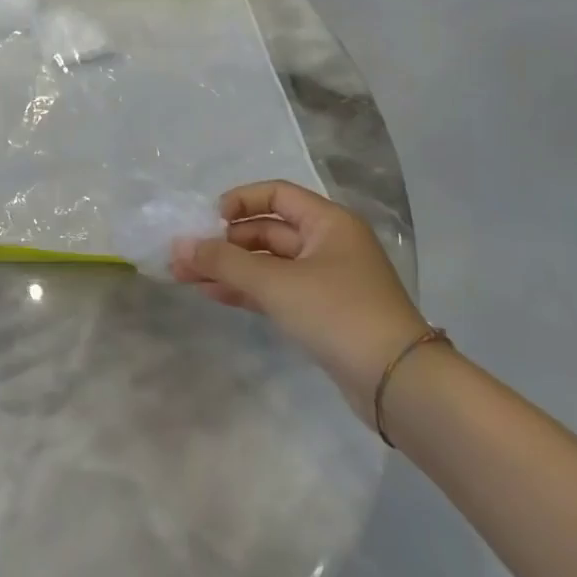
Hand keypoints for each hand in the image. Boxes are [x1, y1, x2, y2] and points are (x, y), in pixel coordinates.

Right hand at [172, 180, 425, 424]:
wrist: (397, 383)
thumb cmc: (337, 313)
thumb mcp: (275, 282)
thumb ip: (223, 261)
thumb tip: (178, 246)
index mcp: (328, 222)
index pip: (276, 194)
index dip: (239, 202)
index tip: (208, 221)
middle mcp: (328, 244)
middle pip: (267, 230)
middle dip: (224, 242)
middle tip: (183, 257)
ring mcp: (325, 280)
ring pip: (267, 263)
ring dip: (229, 268)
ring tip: (185, 277)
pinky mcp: (321, 312)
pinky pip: (275, 290)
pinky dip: (246, 289)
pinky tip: (213, 293)